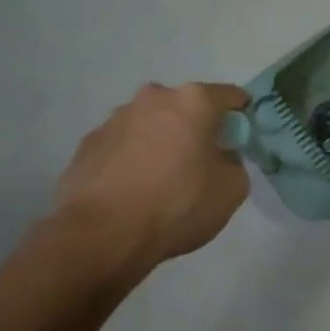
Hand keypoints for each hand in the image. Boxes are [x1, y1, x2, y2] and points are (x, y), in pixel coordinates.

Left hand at [52, 82, 249, 286]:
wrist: (102, 234)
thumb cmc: (178, 205)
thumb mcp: (232, 189)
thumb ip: (234, 162)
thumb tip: (220, 157)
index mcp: (193, 101)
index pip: (230, 96)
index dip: (241, 115)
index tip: (241, 138)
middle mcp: (153, 98)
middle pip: (186, 107)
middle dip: (196, 127)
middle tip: (200, 162)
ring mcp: (115, 118)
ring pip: (151, 124)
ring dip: (161, 141)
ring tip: (161, 180)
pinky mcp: (88, 143)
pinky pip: (122, 145)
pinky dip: (132, 158)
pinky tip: (132, 190)